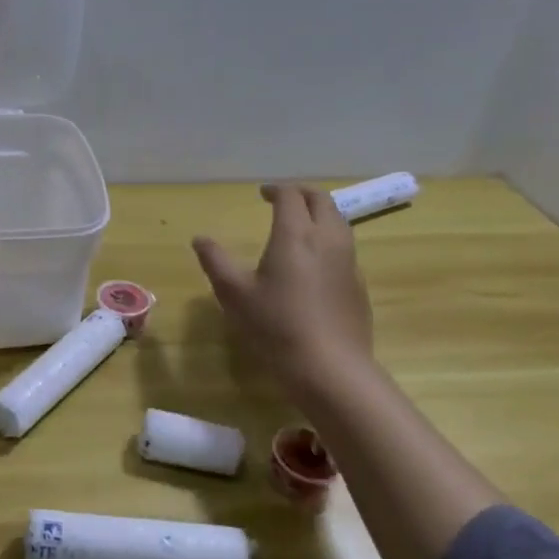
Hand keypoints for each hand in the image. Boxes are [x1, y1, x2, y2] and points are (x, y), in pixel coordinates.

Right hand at [192, 183, 374, 393]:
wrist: (331, 368)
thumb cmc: (276, 326)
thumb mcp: (234, 294)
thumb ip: (216, 261)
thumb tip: (200, 239)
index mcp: (295, 234)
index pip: (290, 196)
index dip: (275, 190)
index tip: (262, 194)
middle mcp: (327, 239)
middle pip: (322, 200)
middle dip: (302, 193)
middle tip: (283, 200)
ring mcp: (348, 262)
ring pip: (339, 222)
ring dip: (319, 213)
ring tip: (300, 225)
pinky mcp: (358, 285)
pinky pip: (345, 247)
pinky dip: (329, 239)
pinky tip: (315, 262)